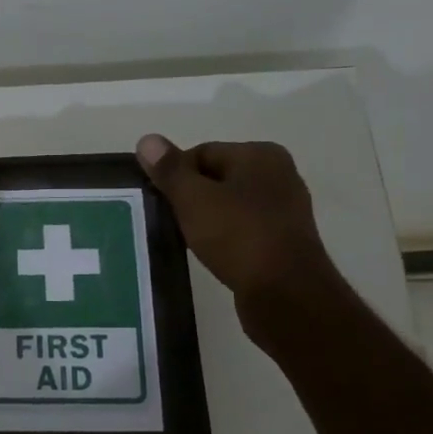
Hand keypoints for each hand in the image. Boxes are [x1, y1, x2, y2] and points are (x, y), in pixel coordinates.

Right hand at [135, 134, 344, 349]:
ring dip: (205, 220)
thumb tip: (147, 139)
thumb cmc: (238, 236)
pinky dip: (223, 238)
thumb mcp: (193, 198)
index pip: (201, 153)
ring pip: (229, 206)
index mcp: (260, 155)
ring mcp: (284, 210)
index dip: (174, 175)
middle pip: (216, 178)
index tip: (158, 201)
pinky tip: (211, 254)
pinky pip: (242, 230)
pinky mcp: (283, 241)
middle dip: (189, 197)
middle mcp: (278, 175)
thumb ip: (169, 170)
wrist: (285, 294)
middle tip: (168, 221)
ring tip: (186, 239)